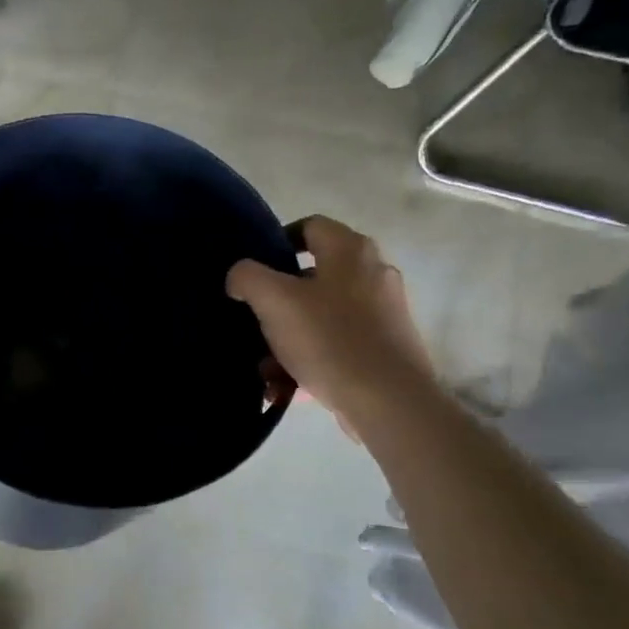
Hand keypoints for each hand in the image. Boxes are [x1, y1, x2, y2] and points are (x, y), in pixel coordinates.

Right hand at [226, 216, 436, 436]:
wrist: (388, 401)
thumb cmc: (329, 339)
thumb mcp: (274, 301)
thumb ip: (247, 277)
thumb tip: (240, 277)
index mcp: (350, 251)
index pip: (309, 226)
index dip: (277, 241)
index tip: (253, 270)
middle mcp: (373, 273)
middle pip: (311, 278)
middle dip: (277, 304)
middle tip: (254, 323)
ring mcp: (384, 312)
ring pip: (321, 317)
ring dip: (288, 340)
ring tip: (266, 369)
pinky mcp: (386, 348)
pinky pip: (336, 345)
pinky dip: (310, 361)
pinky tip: (288, 387)